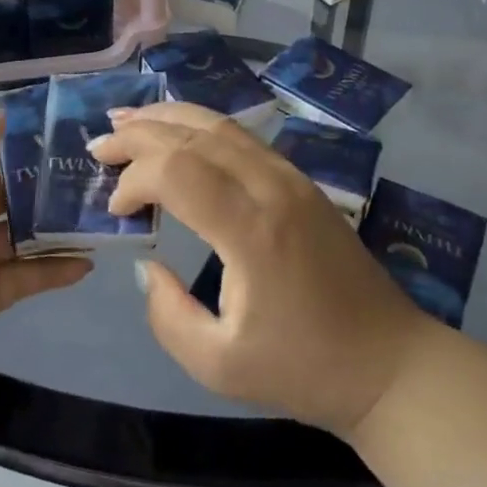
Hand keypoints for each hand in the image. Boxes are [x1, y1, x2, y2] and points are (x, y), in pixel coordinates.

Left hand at [0, 113, 90, 407]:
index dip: (13, 137)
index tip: (60, 128)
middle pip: (4, 189)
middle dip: (42, 180)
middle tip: (92, 172)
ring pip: (19, 231)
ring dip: (53, 224)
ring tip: (97, 214)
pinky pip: (25, 274)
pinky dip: (53, 268)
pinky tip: (86, 263)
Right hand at [89, 102, 429, 435]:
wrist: (387, 362)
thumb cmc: (304, 368)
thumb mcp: (219, 365)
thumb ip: (168, 315)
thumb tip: (148, 267)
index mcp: (253, 230)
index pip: (178, 171)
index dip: (135, 179)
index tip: (115, 210)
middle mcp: (271, 187)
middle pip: (194, 135)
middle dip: (139, 134)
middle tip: (99, 144)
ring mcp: (291, 177)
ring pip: (219, 124)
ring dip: (168, 118)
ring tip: (126, 119)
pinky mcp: (301, 180)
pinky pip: (241, 136)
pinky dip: (200, 125)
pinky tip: (179, 131)